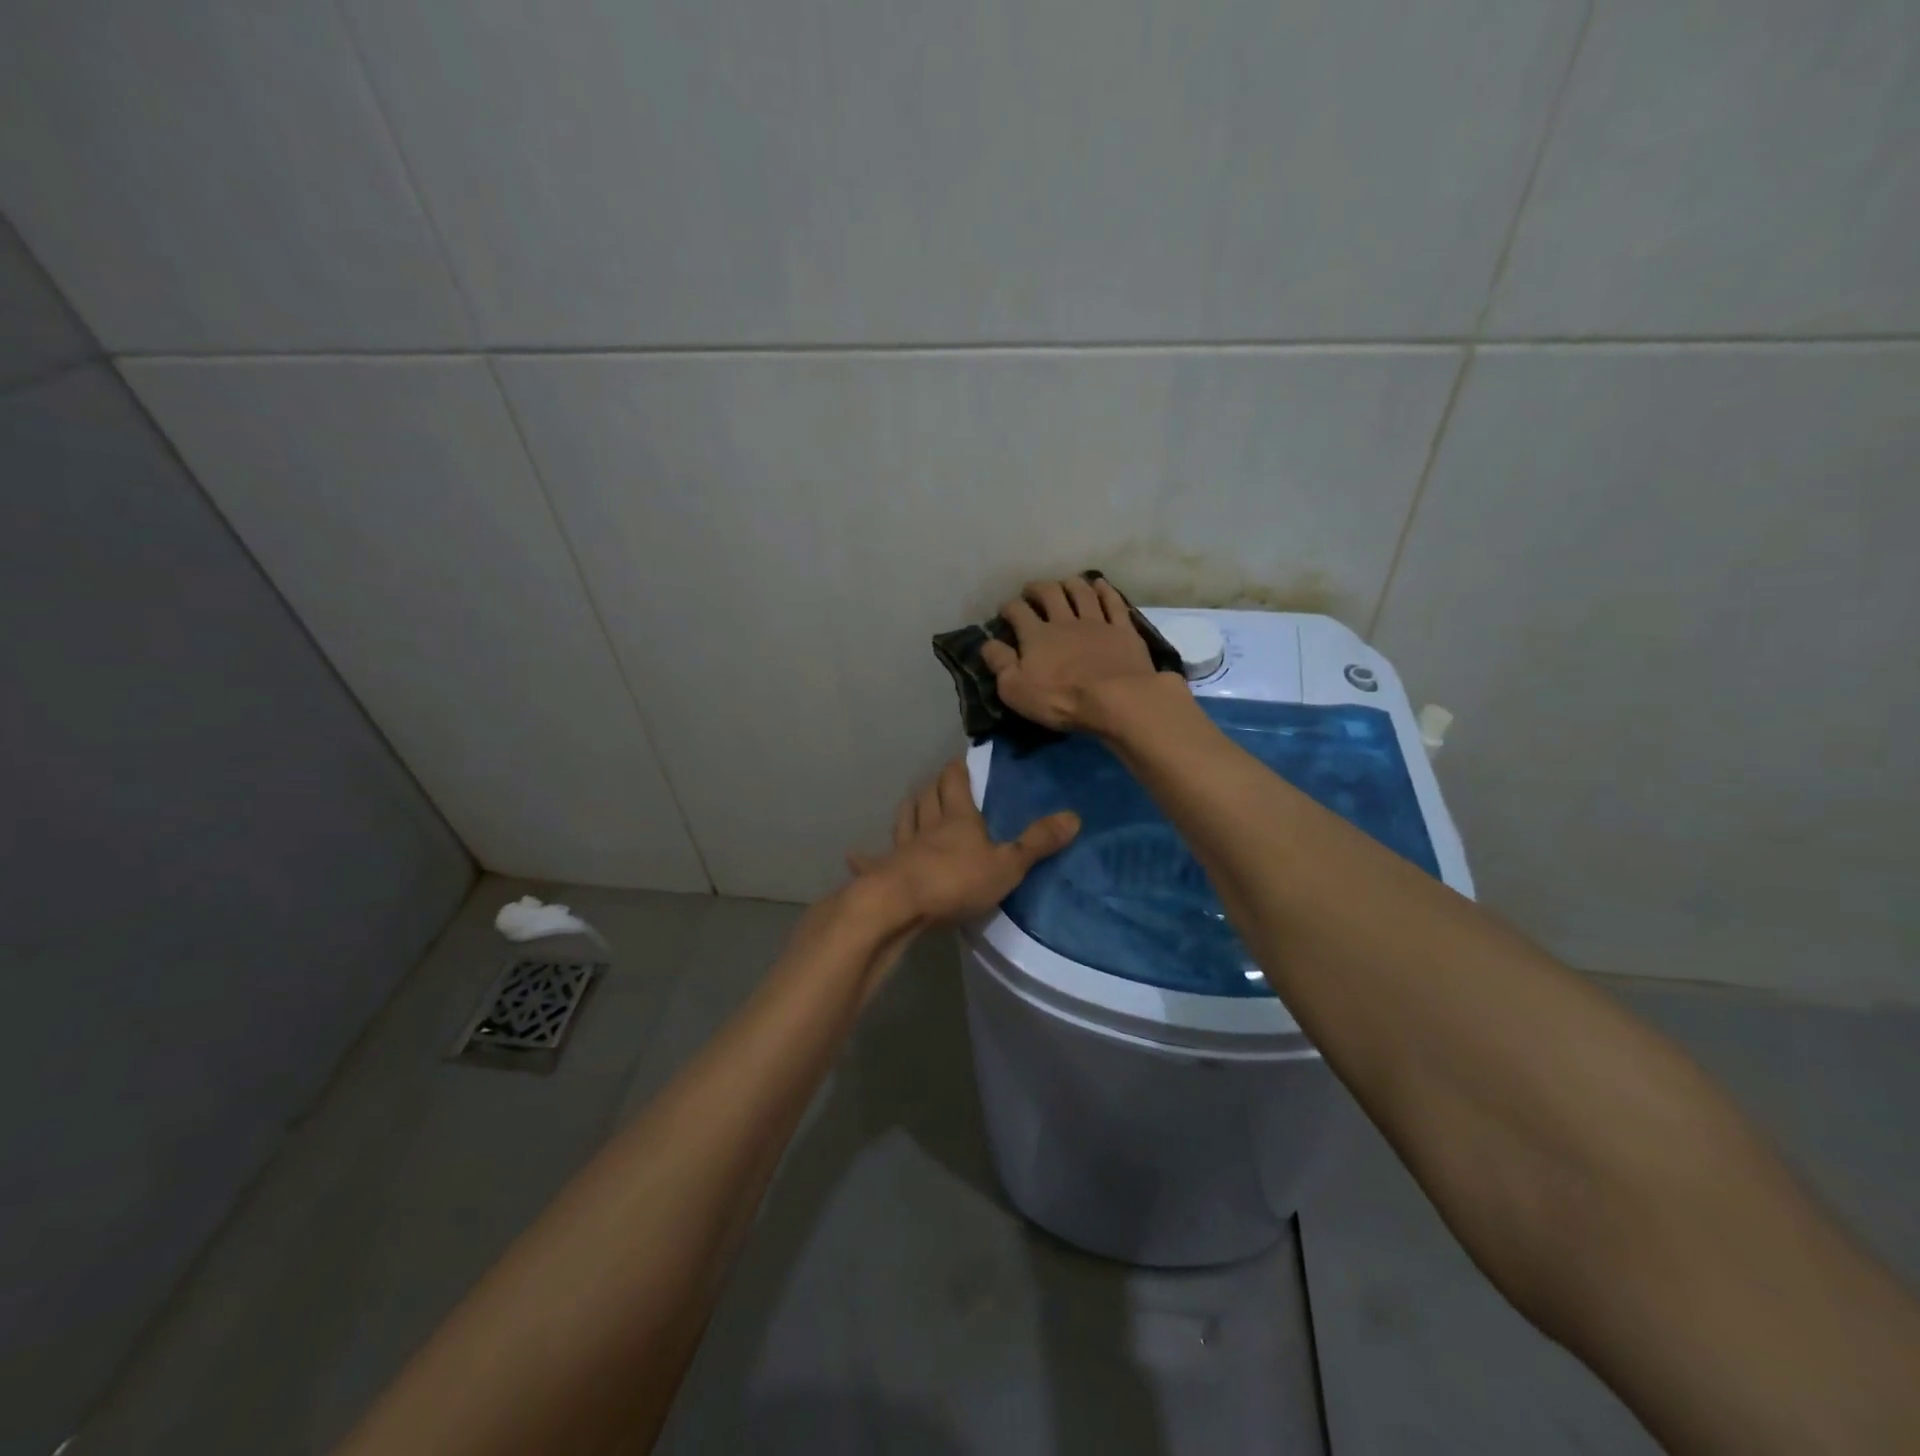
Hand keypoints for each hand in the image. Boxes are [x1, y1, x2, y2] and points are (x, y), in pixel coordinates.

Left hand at [848, 759, 1078, 925]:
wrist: (900, 905)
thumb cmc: (956, 881)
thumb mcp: (1007, 865)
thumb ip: (1038, 843)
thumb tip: (1074, 816)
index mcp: (957, 819)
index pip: (955, 783)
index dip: (958, 769)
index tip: (960, 760)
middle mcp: (927, 826)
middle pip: (928, 796)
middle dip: (934, 785)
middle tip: (940, 779)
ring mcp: (901, 849)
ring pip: (904, 819)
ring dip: (910, 808)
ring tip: (913, 802)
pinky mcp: (883, 872)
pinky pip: (872, 861)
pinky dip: (865, 857)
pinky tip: (855, 854)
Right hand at [980, 577, 1167, 731]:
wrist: (1116, 699)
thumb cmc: (1061, 699)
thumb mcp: (1016, 689)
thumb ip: (1000, 664)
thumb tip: (987, 643)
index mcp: (1036, 636)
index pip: (1018, 612)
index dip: (1009, 607)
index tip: (1004, 609)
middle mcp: (1065, 621)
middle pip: (1050, 594)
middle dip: (1038, 588)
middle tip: (1032, 590)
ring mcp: (1097, 623)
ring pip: (1081, 593)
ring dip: (1071, 584)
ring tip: (1064, 582)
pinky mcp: (1123, 631)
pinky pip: (1113, 604)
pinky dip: (1106, 591)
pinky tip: (1101, 585)